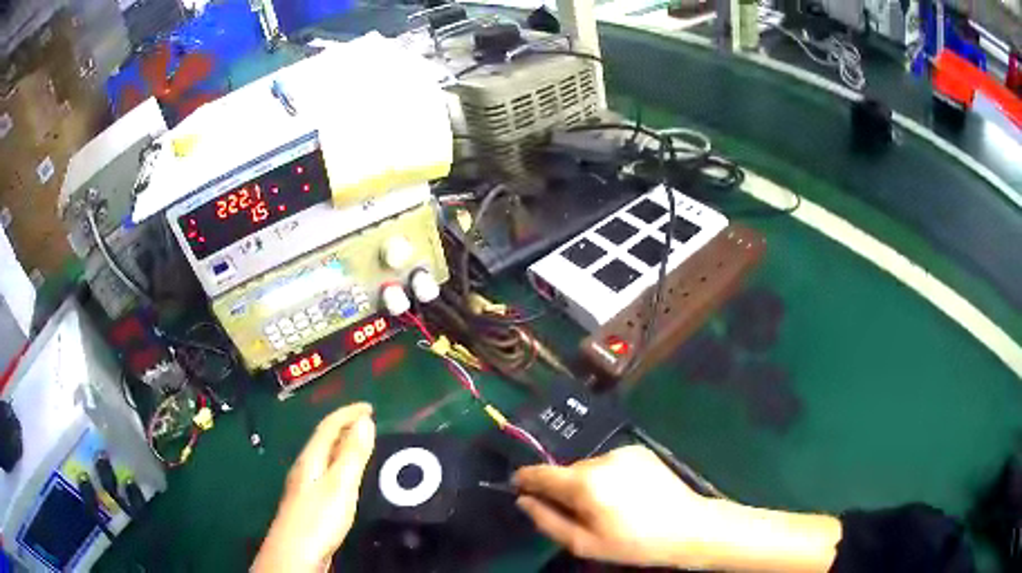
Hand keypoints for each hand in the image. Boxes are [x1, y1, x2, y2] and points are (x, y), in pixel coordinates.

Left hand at [253, 403, 375, 572]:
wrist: (295, 553)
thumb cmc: (318, 518)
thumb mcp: (340, 485)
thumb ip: (352, 455)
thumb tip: (365, 421)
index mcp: (311, 459)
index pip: (328, 426)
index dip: (348, 413)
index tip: (370, 407)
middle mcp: (305, 467)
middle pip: (325, 439)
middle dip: (345, 426)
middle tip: (369, 423)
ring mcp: (305, 485)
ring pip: (325, 456)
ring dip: (343, 445)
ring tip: (361, 444)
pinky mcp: (310, 502)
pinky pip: (327, 472)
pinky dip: (340, 464)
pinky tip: (346, 478)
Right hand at [514, 445, 710, 567]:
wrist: (687, 526)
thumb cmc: (633, 543)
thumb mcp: (584, 543)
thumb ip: (547, 521)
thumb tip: (523, 500)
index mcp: (585, 483)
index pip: (540, 473)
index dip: (525, 479)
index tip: (518, 488)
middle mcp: (601, 459)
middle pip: (566, 471)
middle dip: (563, 488)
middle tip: (578, 514)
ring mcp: (623, 451)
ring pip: (588, 466)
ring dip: (586, 482)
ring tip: (606, 506)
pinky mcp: (639, 450)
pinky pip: (609, 462)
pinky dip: (607, 475)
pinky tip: (625, 493)